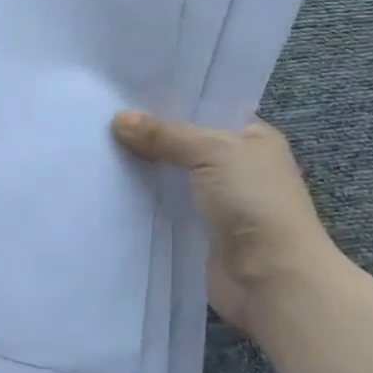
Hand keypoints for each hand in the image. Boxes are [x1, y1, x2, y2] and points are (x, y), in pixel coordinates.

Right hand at [112, 111, 341, 333]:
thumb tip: (118, 119)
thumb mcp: (211, 151)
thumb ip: (164, 134)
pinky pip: (165, 206)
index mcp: (253, 137)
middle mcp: (238, 166)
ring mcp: (219, 201)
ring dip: (144, 167)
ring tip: (98, 144)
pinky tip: (111, 184)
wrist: (274, 281)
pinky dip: (144, 198)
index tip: (128, 91)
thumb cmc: (255, 202)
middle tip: (103, 115)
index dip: (170, 100)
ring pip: (172, 174)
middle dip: (150, 133)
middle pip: (185, 142)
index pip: (206, 108)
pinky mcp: (200, 232)